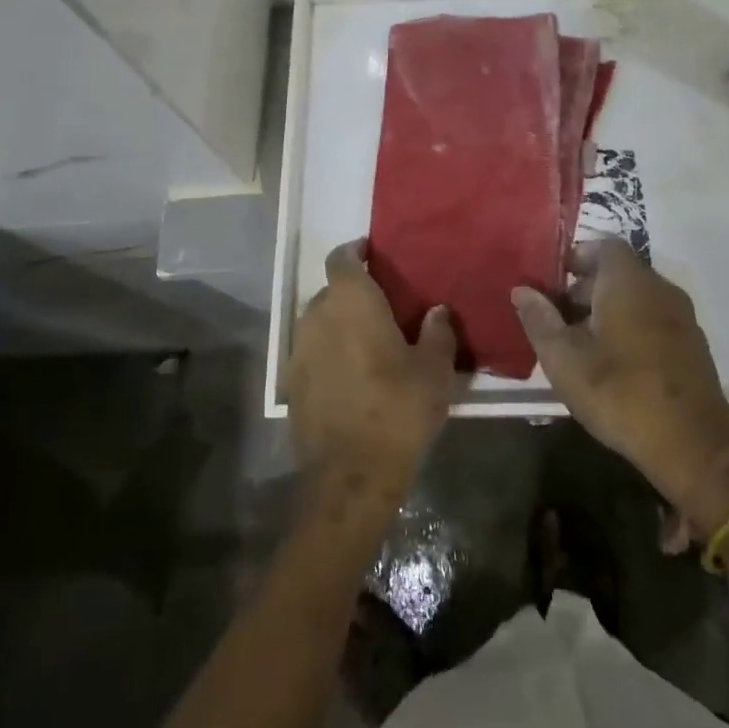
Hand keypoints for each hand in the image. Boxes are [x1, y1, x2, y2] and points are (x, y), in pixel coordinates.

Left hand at [288, 240, 461, 505]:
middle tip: (382, 306)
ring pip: (319, 322)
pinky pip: (311, 352)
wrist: (350, 476)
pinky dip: (328, 352)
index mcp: (351, 302)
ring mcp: (299, 351)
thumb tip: (437, 311)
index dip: (355, 251)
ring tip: (367, 340)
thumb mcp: (434, 371)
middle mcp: (317, 317)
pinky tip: (350, 374)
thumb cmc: (397, 410)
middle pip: (330, 291)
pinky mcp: (291, 383)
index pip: (342, 259)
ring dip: (339, 324)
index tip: (372, 253)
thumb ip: (437, 333)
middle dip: (352, 293)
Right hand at [514, 240, 728, 536]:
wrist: (694, 447)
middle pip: (619, 271)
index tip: (551, 280)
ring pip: (637, 296)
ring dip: (607, 309)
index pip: (603, 246)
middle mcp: (659, 288)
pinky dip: (631, 326)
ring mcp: (681, 317)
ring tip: (580, 343)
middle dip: (586, 287)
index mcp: (628, 281)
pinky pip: (654, 318)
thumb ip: (540, 320)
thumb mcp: (564, 360)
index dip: (575, 257)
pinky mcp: (692, 345)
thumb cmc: (620, 394)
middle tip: (557, 316)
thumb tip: (522, 290)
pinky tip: (612, 362)